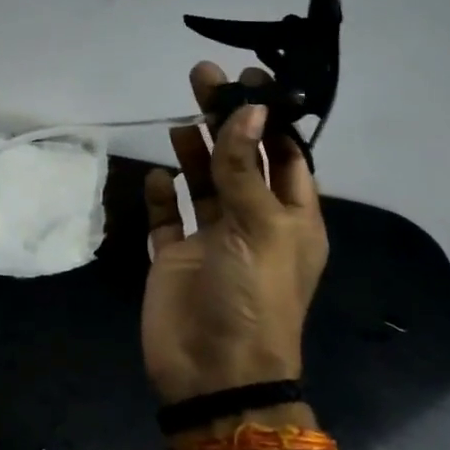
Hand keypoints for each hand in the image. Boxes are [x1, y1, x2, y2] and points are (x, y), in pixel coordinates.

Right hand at [141, 63, 328, 404]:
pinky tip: (157, 176)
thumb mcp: (259, 228)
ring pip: (205, 184)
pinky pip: (168, 218)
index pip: (286, 155)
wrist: (212, 371)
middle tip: (203, 77)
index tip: (249, 78)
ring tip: (180, 118)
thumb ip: (246, 168)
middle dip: (225, 121)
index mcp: (292, 219)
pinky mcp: (175, 257)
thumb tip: (247, 111)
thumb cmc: (251, 296)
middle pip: (240, 160)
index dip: (268, 117)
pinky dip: (163, 196)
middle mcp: (253, 223)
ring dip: (194, 152)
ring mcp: (211, 241)